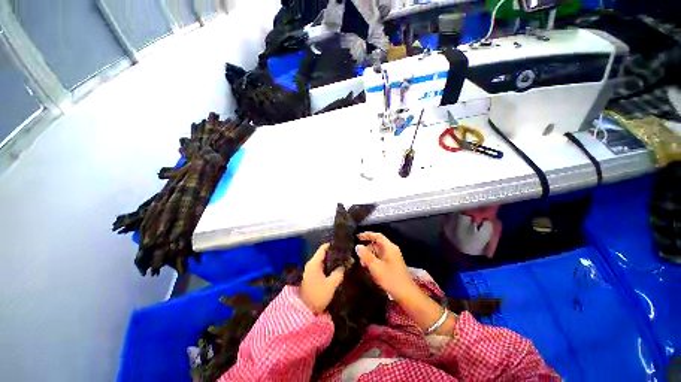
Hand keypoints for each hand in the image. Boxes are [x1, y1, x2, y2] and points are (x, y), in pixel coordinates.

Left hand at [299, 243, 344, 313]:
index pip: (324, 247)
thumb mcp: (331, 284)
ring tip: (345, 262)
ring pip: (324, 261)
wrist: (304, 311)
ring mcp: (311, 271)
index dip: (333, 245)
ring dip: (333, 261)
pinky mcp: (312, 277)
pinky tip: (338, 270)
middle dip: (335, 254)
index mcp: (314, 262)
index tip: (344, 246)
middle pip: (324, 254)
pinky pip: (322, 268)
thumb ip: (340, 272)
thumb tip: (348, 263)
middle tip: (347, 255)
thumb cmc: (317, 295)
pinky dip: (330, 267)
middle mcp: (312, 264)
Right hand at [355, 232, 415, 298]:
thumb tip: (358, 246)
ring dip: (369, 255)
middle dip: (366, 248)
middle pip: (377, 243)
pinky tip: (368, 267)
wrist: (406, 294)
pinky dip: (373, 260)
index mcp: (389, 247)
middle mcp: (391, 250)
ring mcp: (392, 257)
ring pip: (378, 251)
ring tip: (361, 263)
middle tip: (357, 254)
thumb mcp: (375, 267)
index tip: (357, 237)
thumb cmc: (390, 279)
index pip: (377, 236)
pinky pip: (380, 258)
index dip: (367, 235)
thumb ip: (366, 256)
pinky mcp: (392, 264)